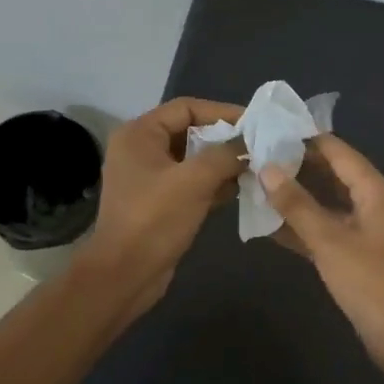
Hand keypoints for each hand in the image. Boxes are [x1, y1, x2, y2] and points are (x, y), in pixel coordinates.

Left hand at [78, 97, 243, 315]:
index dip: (221, 112)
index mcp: (140, 134)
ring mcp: (149, 177)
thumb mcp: (194, 181)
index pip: (186, 107)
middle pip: (190, 132)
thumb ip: (225, 155)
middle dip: (224, 139)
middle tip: (259, 146)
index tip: (254, 123)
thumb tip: (250, 144)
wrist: (125, 275)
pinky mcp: (159, 202)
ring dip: (223, 163)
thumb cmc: (154, 219)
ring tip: (256, 167)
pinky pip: (191, 182)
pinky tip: (241, 189)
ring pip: (193, 159)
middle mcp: (141, 149)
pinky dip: (214, 183)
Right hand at [259, 136, 383, 383]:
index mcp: (375, 191)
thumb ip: (297, 204)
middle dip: (296, 166)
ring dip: (295, 196)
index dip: (304, 138)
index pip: (337, 151)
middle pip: (331, 174)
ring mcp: (365, 230)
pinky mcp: (357, 255)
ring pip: (326, 203)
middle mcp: (372, 203)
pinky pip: (326, 230)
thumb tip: (266, 167)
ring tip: (255, 185)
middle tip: (254, 157)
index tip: (268, 129)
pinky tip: (269, 226)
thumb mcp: (330, 241)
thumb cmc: (372, 284)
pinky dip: (302, 226)